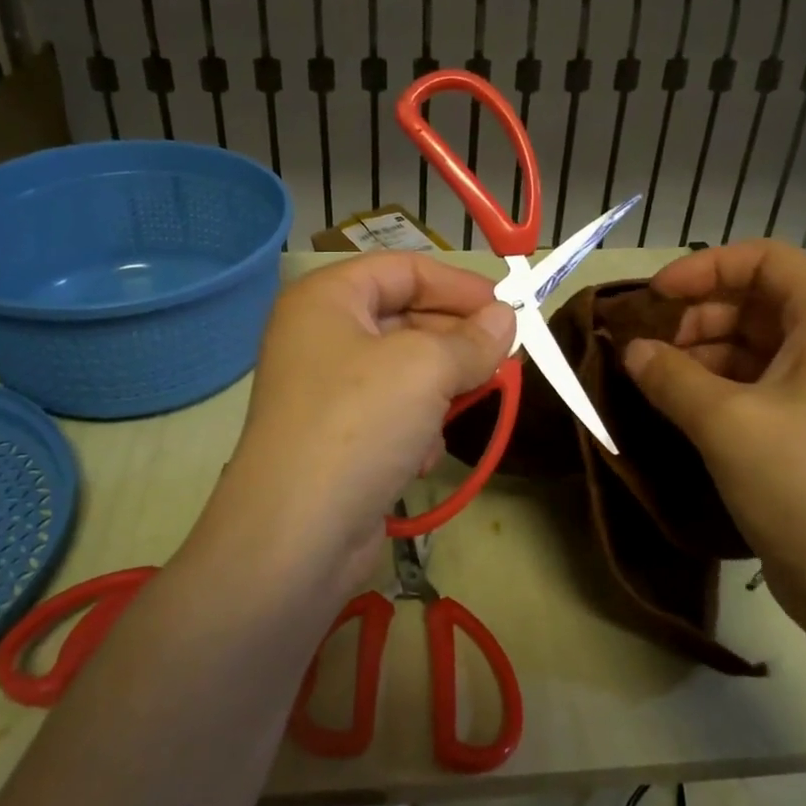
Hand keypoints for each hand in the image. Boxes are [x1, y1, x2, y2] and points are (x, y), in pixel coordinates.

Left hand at [221, 254, 514, 588]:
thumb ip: (473, 339)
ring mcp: (326, 392)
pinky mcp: (338, 440)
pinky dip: (415, 430)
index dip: (459, 285)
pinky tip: (420, 458)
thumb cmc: (359, 424)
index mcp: (327, 299)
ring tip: (459, 411)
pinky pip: (391, 415)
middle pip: (405, 319)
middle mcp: (321, 337)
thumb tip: (506, 318)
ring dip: (439, 392)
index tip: (509, 309)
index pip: (404, 269)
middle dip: (456, 342)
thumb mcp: (426, 368)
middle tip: (504, 362)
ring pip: (405, 372)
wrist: (297, 536)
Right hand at [621, 242, 805, 619]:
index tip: (656, 295)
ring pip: (759, 349)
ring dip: (704, 356)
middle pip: (761, 303)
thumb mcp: (726, 423)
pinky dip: (721, 390)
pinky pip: (764, 390)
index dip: (708, 267)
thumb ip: (670, 376)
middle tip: (650, 348)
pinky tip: (684, 412)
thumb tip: (632, 351)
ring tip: (657, 383)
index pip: (769, 260)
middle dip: (699, 316)